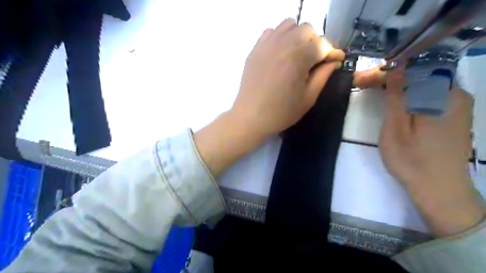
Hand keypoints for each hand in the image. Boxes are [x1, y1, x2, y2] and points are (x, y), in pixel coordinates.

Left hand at [230, 18, 342, 136]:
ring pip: (289, 25)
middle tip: (314, 60)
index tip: (336, 61)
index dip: (332, 53)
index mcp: (298, 58)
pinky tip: (281, 54)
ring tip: (297, 54)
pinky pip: (271, 32)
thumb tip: (334, 61)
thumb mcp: (308, 98)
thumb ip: (323, 76)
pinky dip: (280, 37)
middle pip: (307, 30)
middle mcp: (282, 44)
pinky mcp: (255, 49)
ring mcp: (266, 45)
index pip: (322, 45)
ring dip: (298, 36)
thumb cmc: (281, 112)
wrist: (250, 117)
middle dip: (315, 42)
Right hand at [377, 68, 483, 236]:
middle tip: (362, 83)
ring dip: (397, 85)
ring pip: (422, 84)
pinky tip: (394, 100)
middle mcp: (455, 94)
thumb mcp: (396, 128)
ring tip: (373, 89)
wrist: (440, 189)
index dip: (382, 73)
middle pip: (417, 75)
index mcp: (443, 95)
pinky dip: (408, 94)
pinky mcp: (453, 115)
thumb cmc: (413, 160)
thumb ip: (397, 97)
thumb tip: (396, 68)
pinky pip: (428, 95)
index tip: (359, 79)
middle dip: (388, 77)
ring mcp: (457, 105)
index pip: (409, 71)